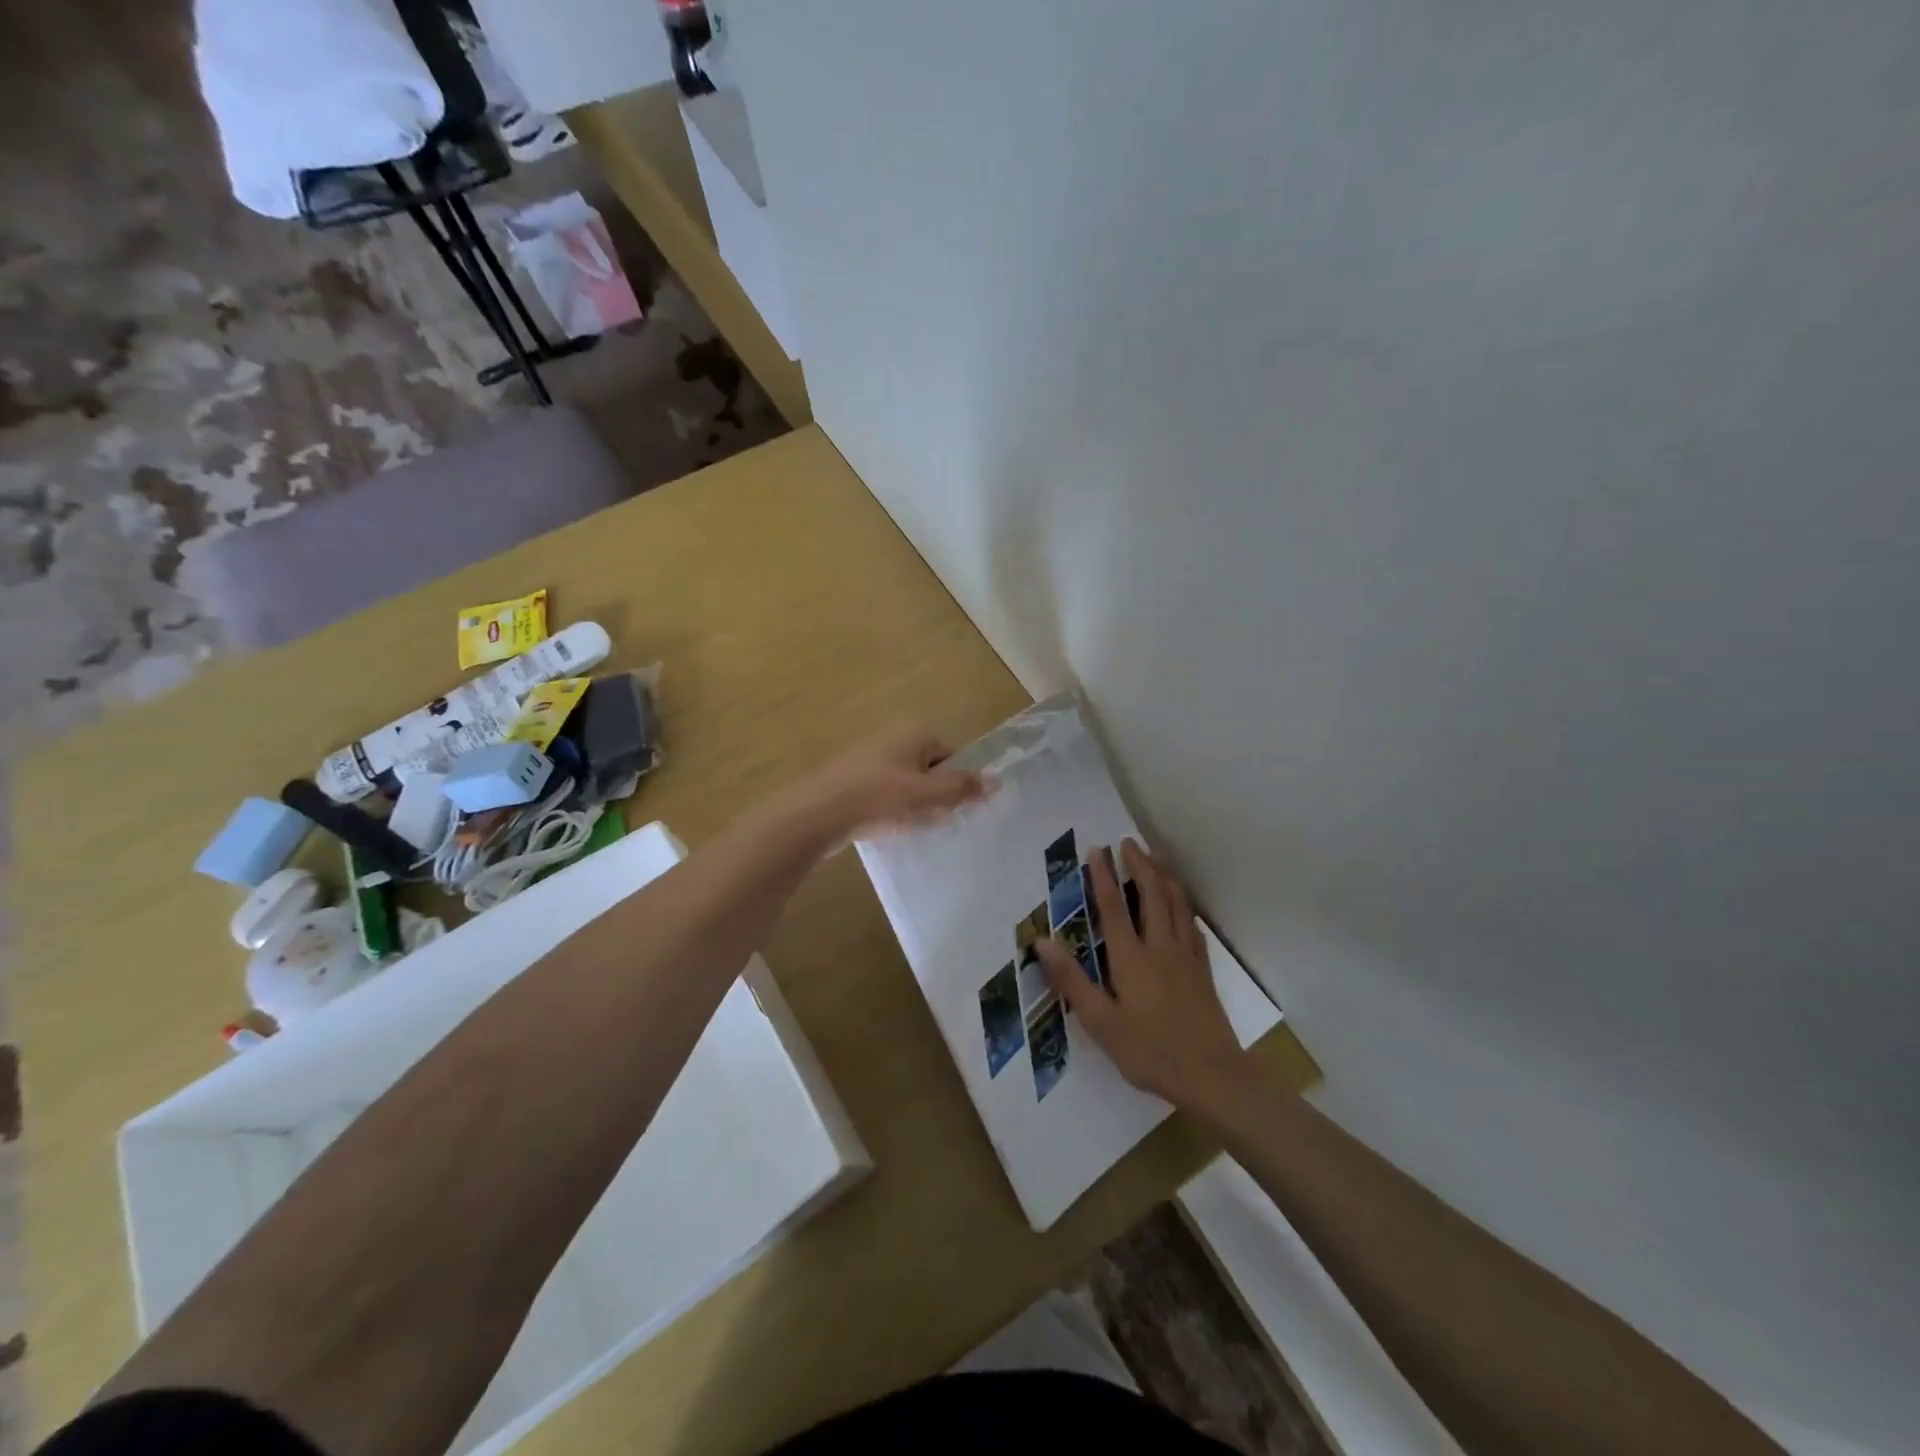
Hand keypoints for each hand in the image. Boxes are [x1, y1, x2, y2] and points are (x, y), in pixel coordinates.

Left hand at [785, 729, 992, 843]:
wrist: (817, 814)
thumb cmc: (878, 799)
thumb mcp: (927, 795)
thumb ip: (962, 789)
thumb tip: (997, 780)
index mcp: (913, 734)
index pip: (950, 755)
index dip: (956, 782)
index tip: (953, 808)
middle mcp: (891, 739)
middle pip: (928, 769)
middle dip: (933, 795)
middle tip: (933, 820)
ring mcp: (867, 759)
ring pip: (904, 784)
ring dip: (911, 805)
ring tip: (908, 828)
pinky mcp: (850, 781)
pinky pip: (882, 794)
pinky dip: (888, 810)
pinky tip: (885, 829)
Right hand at [1037, 839, 1247, 1110]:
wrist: (1213, 1075)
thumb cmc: (1150, 1051)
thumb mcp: (1101, 1023)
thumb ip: (1072, 980)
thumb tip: (1042, 941)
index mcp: (1132, 958)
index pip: (1114, 907)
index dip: (1103, 876)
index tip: (1096, 849)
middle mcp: (1160, 946)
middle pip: (1152, 894)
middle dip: (1139, 864)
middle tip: (1128, 841)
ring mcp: (1186, 956)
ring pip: (1176, 903)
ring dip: (1164, 875)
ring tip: (1154, 857)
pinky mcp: (1202, 969)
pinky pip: (1192, 923)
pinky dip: (1183, 903)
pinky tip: (1181, 902)